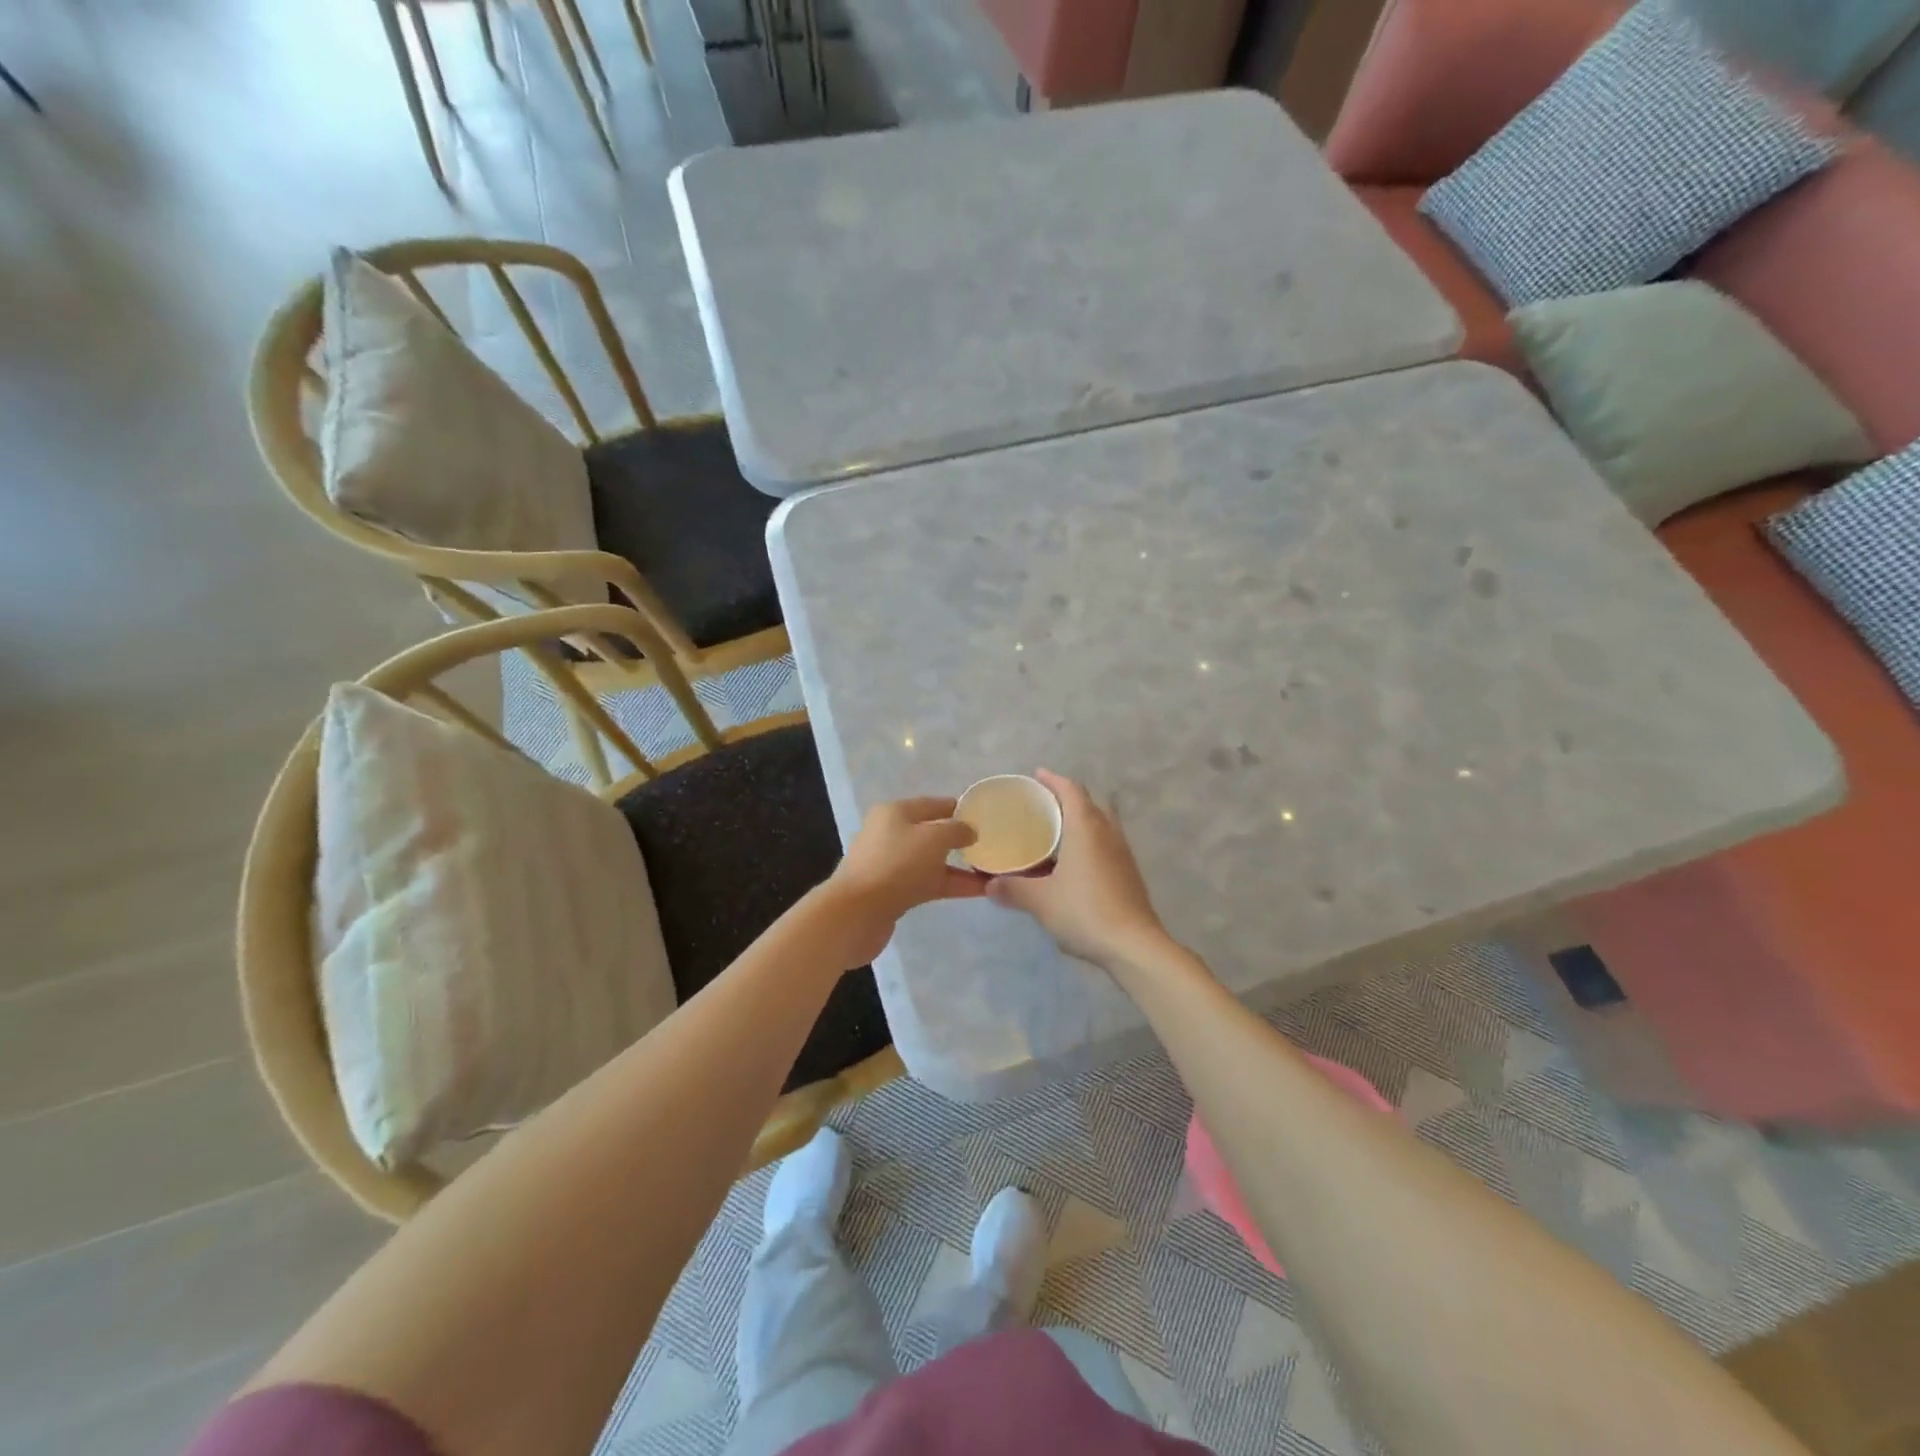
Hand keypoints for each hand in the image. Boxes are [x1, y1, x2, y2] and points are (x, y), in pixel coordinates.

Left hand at [818, 797, 986, 967]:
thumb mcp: (933, 838)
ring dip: (959, 866)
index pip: (934, 804)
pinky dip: (951, 884)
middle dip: (960, 840)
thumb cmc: (896, 865)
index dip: (960, 809)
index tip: (987, 818)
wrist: (856, 914)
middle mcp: (890, 834)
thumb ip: (956, 830)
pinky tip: (978, 890)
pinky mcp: (893, 892)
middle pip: (932, 833)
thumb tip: (969, 831)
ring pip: (932, 861)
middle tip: (992, 846)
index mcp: (895, 812)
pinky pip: (928, 883)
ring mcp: (891, 864)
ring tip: (992, 872)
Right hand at [985, 769, 1169, 973]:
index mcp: (1086, 828)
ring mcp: (1122, 852)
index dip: (1053, 779)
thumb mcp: (1040, 901)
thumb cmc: (1084, 912)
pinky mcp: (1128, 872)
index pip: (1071, 790)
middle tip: (1042, 805)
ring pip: (1100, 823)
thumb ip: (1013, 889)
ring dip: (1080, 820)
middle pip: (1088, 803)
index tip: (1037, 775)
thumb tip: (989, 884)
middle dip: (1066, 798)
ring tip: (1055, 832)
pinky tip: (1072, 862)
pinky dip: (1089, 841)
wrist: (1134, 945)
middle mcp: (1107, 832)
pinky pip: (1105, 843)